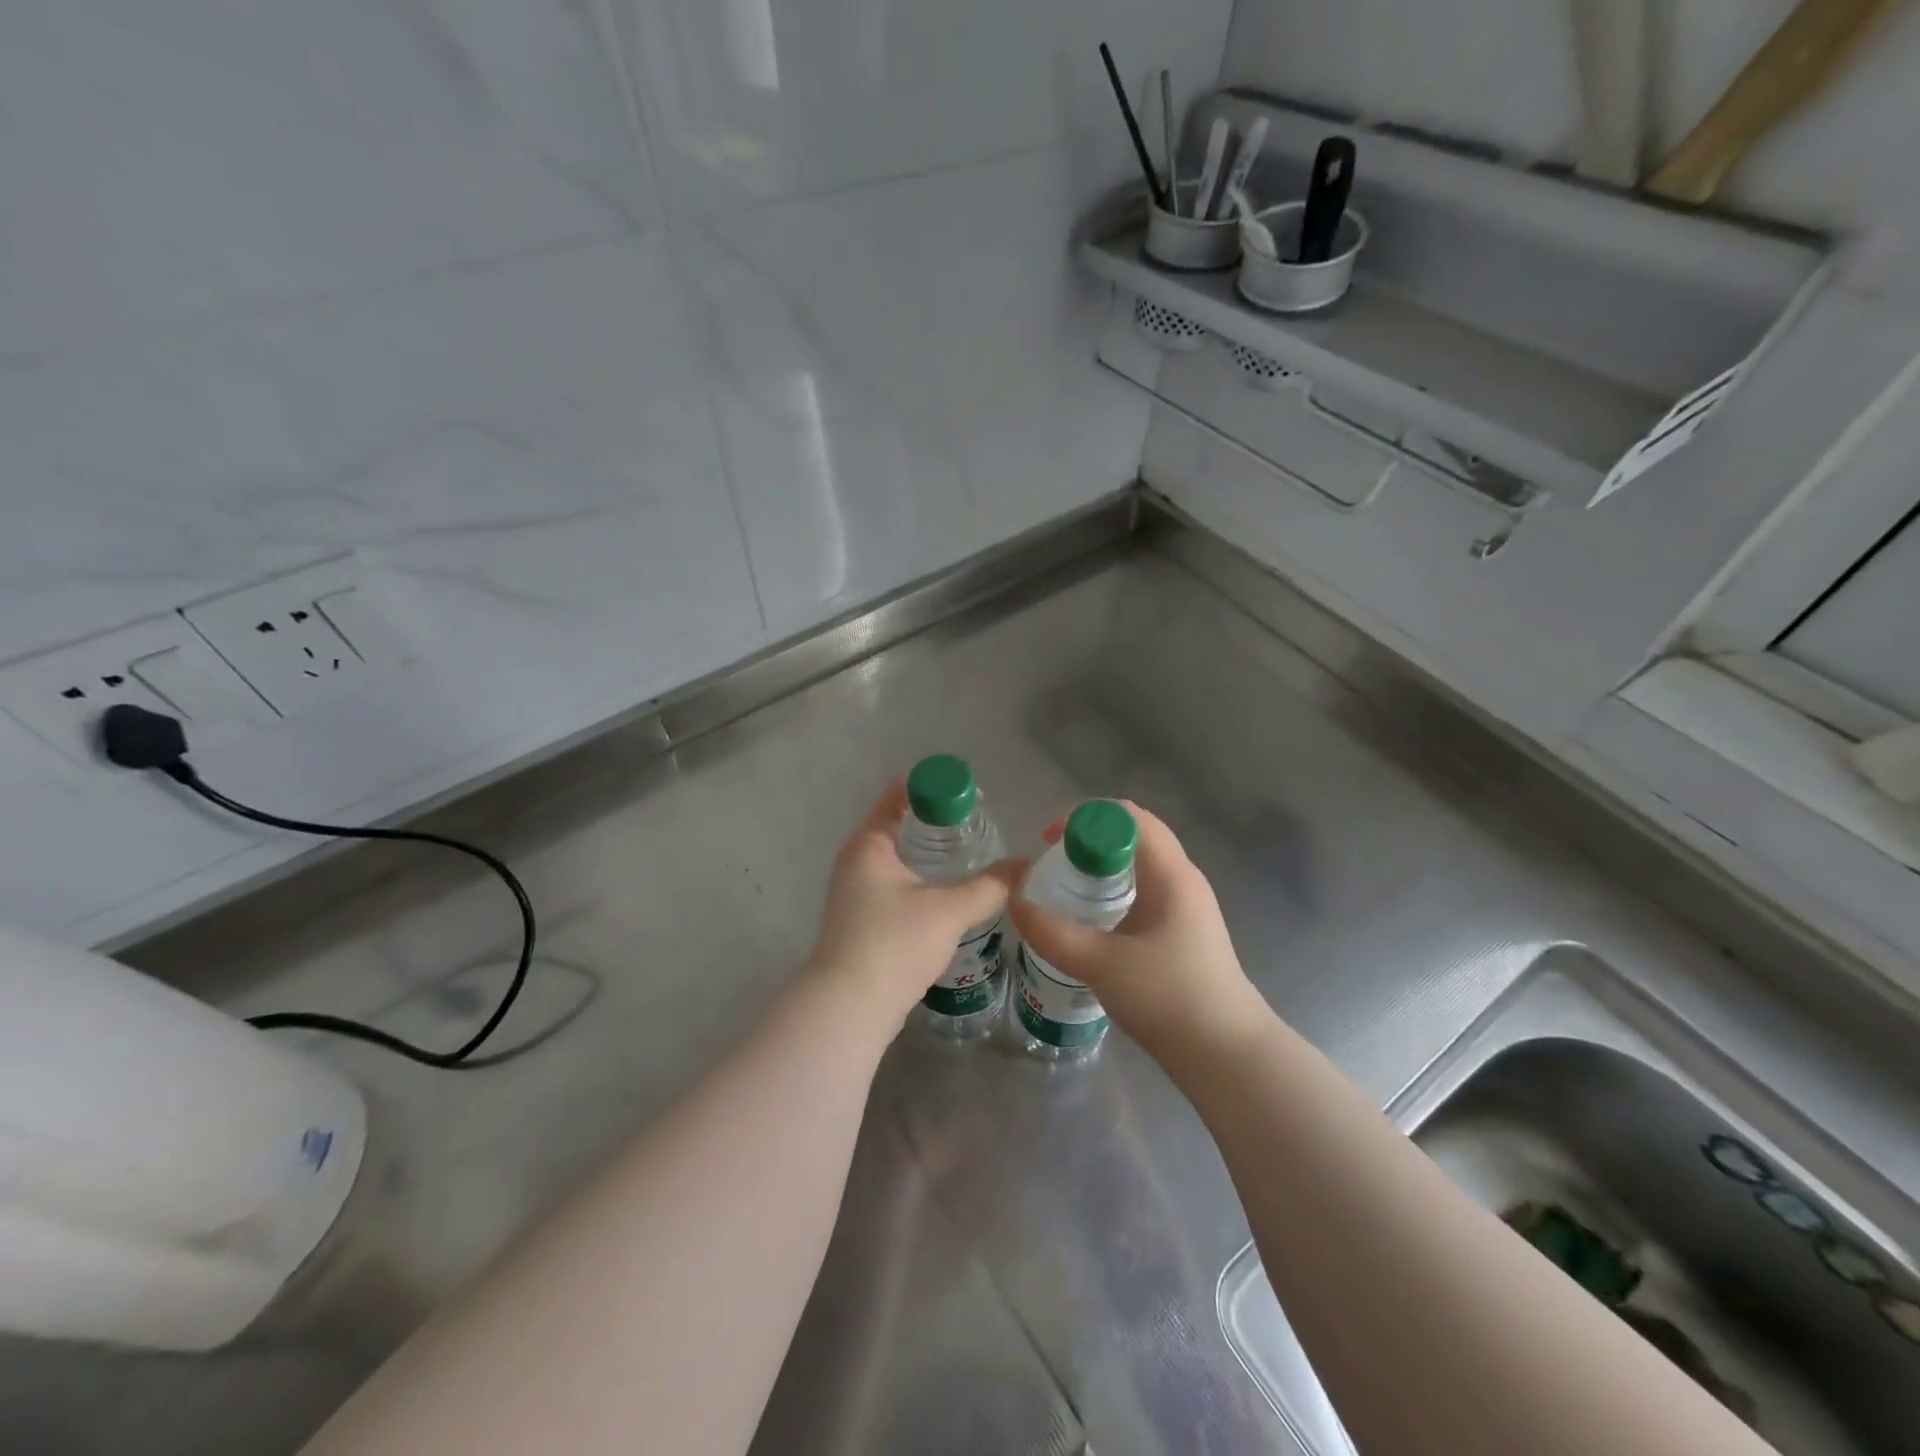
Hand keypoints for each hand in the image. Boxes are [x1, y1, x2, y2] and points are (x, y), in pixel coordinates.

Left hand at [806, 784, 1022, 1029]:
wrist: (850, 1007)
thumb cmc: (895, 943)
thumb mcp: (949, 911)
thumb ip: (990, 886)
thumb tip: (1025, 866)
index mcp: (869, 844)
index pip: (899, 797)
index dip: (935, 790)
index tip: (971, 795)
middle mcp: (856, 861)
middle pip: (898, 826)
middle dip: (936, 822)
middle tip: (978, 825)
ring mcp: (854, 892)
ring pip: (896, 859)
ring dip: (928, 854)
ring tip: (969, 855)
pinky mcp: (861, 920)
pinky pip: (894, 885)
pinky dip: (919, 880)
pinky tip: (947, 893)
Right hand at [1010, 801, 1265, 1064]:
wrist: (1228, 1056)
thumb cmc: (1169, 999)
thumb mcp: (1101, 964)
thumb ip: (1053, 933)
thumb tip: (1015, 903)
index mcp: (1171, 874)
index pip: (1128, 817)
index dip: (1085, 818)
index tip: (1050, 841)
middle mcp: (1183, 879)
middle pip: (1134, 835)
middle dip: (1090, 838)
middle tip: (1054, 860)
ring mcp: (1187, 905)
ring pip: (1140, 863)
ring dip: (1102, 864)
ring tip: (1066, 885)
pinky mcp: (1184, 930)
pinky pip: (1144, 889)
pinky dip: (1115, 888)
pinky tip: (1093, 918)